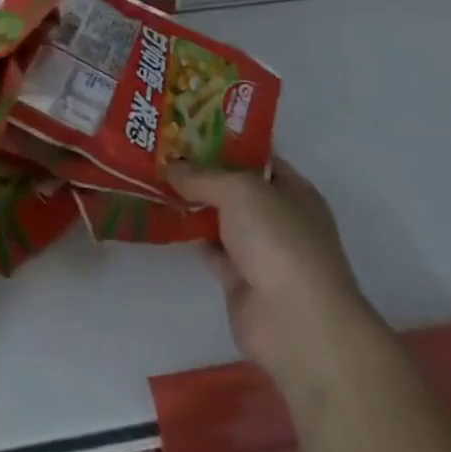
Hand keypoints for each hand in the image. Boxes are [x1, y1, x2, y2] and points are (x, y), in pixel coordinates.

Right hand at [167, 155, 375, 382]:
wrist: (293, 320)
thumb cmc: (278, 240)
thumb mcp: (239, 190)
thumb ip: (202, 176)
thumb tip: (170, 167)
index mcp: (294, 191)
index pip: (259, 157)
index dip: (226, 142)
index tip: (188, 131)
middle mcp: (280, 218)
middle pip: (236, 188)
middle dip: (203, 173)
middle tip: (163, 153)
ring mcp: (261, 251)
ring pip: (221, 218)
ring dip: (193, 205)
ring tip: (155, 181)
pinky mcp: (240, 280)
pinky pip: (211, 249)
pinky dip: (191, 237)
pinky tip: (164, 220)